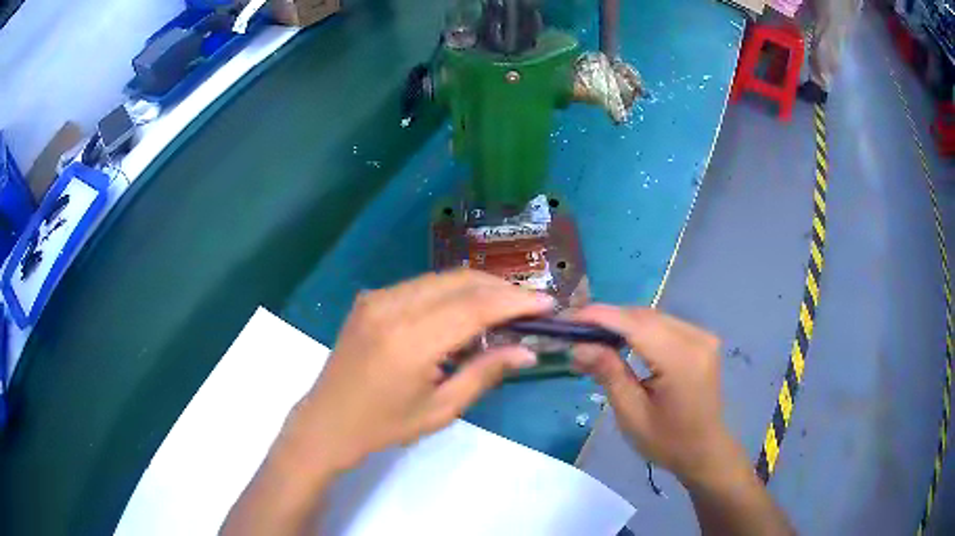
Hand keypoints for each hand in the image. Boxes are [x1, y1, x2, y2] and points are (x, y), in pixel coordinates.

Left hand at [285, 270, 554, 472]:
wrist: (328, 421)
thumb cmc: (384, 426)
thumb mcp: (441, 409)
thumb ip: (485, 373)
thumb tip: (528, 351)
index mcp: (409, 341)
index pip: (474, 307)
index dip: (515, 301)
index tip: (547, 303)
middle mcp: (391, 307)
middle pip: (460, 281)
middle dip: (501, 288)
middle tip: (529, 306)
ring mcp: (377, 298)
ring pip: (442, 278)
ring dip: (477, 288)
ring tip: (504, 309)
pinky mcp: (370, 298)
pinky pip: (421, 286)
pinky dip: (450, 293)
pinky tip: (464, 312)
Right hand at [571, 305, 736, 484]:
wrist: (705, 450)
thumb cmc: (667, 441)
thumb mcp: (632, 414)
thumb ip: (609, 373)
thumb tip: (578, 346)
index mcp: (681, 359)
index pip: (635, 324)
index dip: (599, 316)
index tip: (567, 319)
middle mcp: (696, 338)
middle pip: (643, 316)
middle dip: (607, 320)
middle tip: (574, 334)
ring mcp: (702, 336)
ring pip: (653, 317)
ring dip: (621, 323)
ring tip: (593, 339)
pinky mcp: (701, 339)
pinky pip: (664, 324)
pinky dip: (639, 329)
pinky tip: (622, 342)